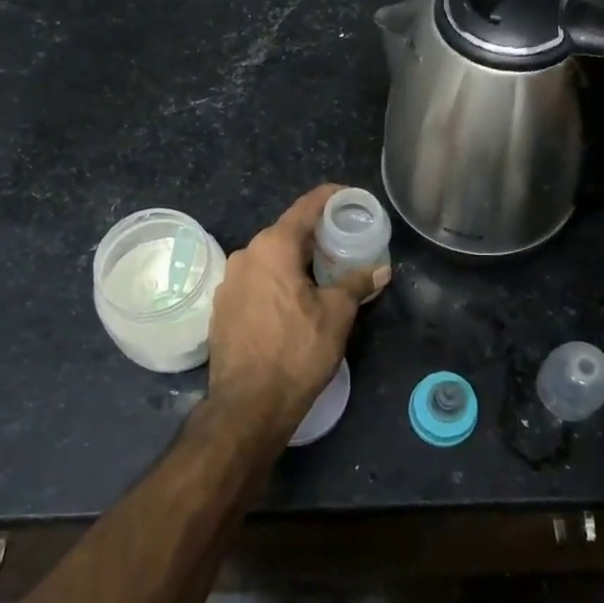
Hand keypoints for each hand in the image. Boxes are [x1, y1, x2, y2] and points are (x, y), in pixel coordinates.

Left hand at [207, 185, 389, 434]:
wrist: (248, 405)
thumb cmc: (297, 351)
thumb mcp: (337, 315)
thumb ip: (357, 284)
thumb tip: (380, 269)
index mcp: (273, 247)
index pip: (306, 207)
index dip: (330, 197)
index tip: (350, 197)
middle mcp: (246, 255)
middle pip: (286, 232)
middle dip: (316, 234)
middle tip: (344, 241)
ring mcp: (229, 282)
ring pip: (270, 258)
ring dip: (296, 259)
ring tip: (323, 272)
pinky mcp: (222, 307)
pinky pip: (256, 280)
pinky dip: (277, 280)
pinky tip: (294, 299)